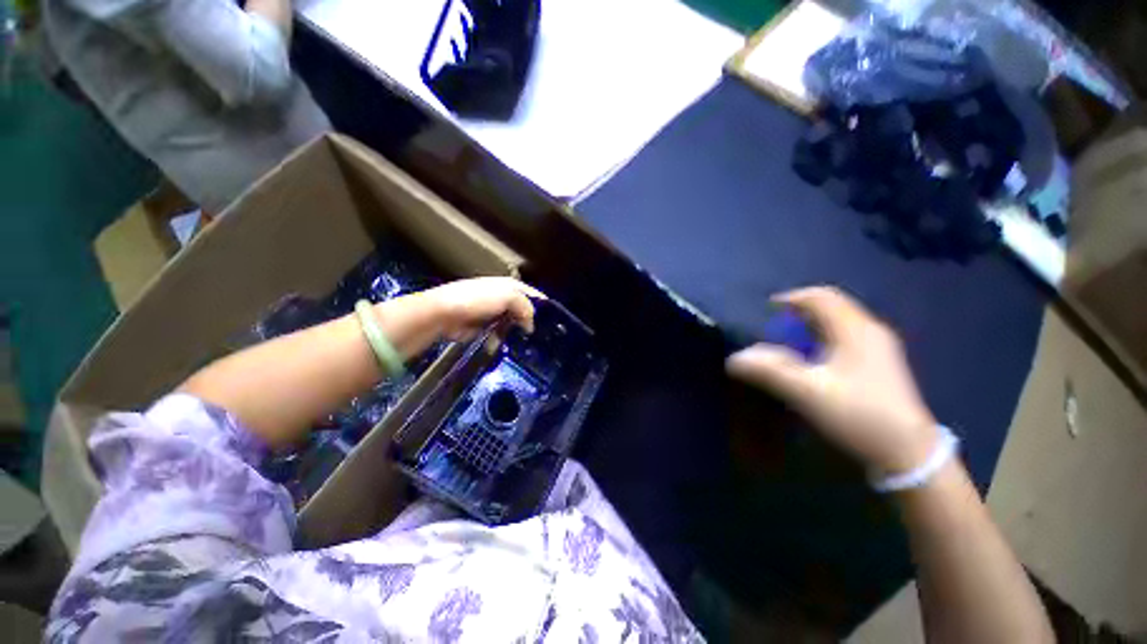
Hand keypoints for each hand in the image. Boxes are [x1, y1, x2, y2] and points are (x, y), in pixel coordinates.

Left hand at [422, 277, 544, 340]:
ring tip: (529, 344)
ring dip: (518, 332)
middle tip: (542, 336)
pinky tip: (509, 346)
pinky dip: (505, 338)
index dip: (543, 306)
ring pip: (513, 323)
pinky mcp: (483, 327)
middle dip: (531, 321)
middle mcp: (502, 297)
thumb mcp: (508, 296)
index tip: (553, 322)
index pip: (532, 293)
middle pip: (523, 309)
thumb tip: (531, 325)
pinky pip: (500, 333)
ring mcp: (492, 312)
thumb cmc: (478, 300)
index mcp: (509, 285)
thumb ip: (526, 307)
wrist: (444, 313)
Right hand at [726, 286, 937, 475]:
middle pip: (832, 306)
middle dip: (801, 311)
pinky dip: (823, 338)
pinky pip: (846, 337)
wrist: (908, 453)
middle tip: (775, 324)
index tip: (766, 309)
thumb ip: (769, 371)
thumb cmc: (859, 415)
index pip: (821, 297)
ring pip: (840, 322)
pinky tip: (814, 358)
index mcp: (855, 330)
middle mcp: (870, 331)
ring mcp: (879, 348)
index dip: (791, 298)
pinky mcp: (880, 364)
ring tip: (789, 339)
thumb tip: (735, 359)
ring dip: (811, 324)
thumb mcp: (807, 392)